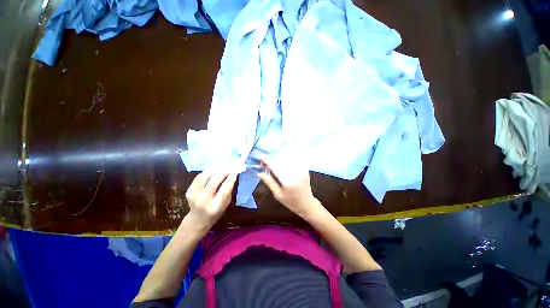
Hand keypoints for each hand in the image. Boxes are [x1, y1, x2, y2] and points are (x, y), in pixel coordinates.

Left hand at [185, 169, 237, 230]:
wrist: (197, 219)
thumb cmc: (216, 212)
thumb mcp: (226, 204)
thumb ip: (228, 190)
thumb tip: (232, 175)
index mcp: (216, 206)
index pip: (225, 188)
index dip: (231, 177)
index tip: (236, 170)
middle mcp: (204, 199)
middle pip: (215, 179)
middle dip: (224, 170)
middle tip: (230, 166)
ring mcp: (194, 194)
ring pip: (206, 175)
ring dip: (216, 169)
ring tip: (222, 167)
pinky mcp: (189, 190)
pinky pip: (199, 176)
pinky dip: (208, 172)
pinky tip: (213, 171)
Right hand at [257, 155, 319, 217]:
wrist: (307, 203)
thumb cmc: (290, 201)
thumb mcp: (277, 194)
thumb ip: (269, 182)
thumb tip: (259, 172)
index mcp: (287, 180)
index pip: (275, 166)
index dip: (267, 160)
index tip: (261, 157)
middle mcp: (295, 172)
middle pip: (281, 159)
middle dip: (272, 158)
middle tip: (265, 163)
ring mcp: (301, 168)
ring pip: (287, 157)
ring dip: (279, 157)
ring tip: (273, 162)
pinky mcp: (304, 167)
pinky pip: (294, 158)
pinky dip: (287, 157)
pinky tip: (282, 161)